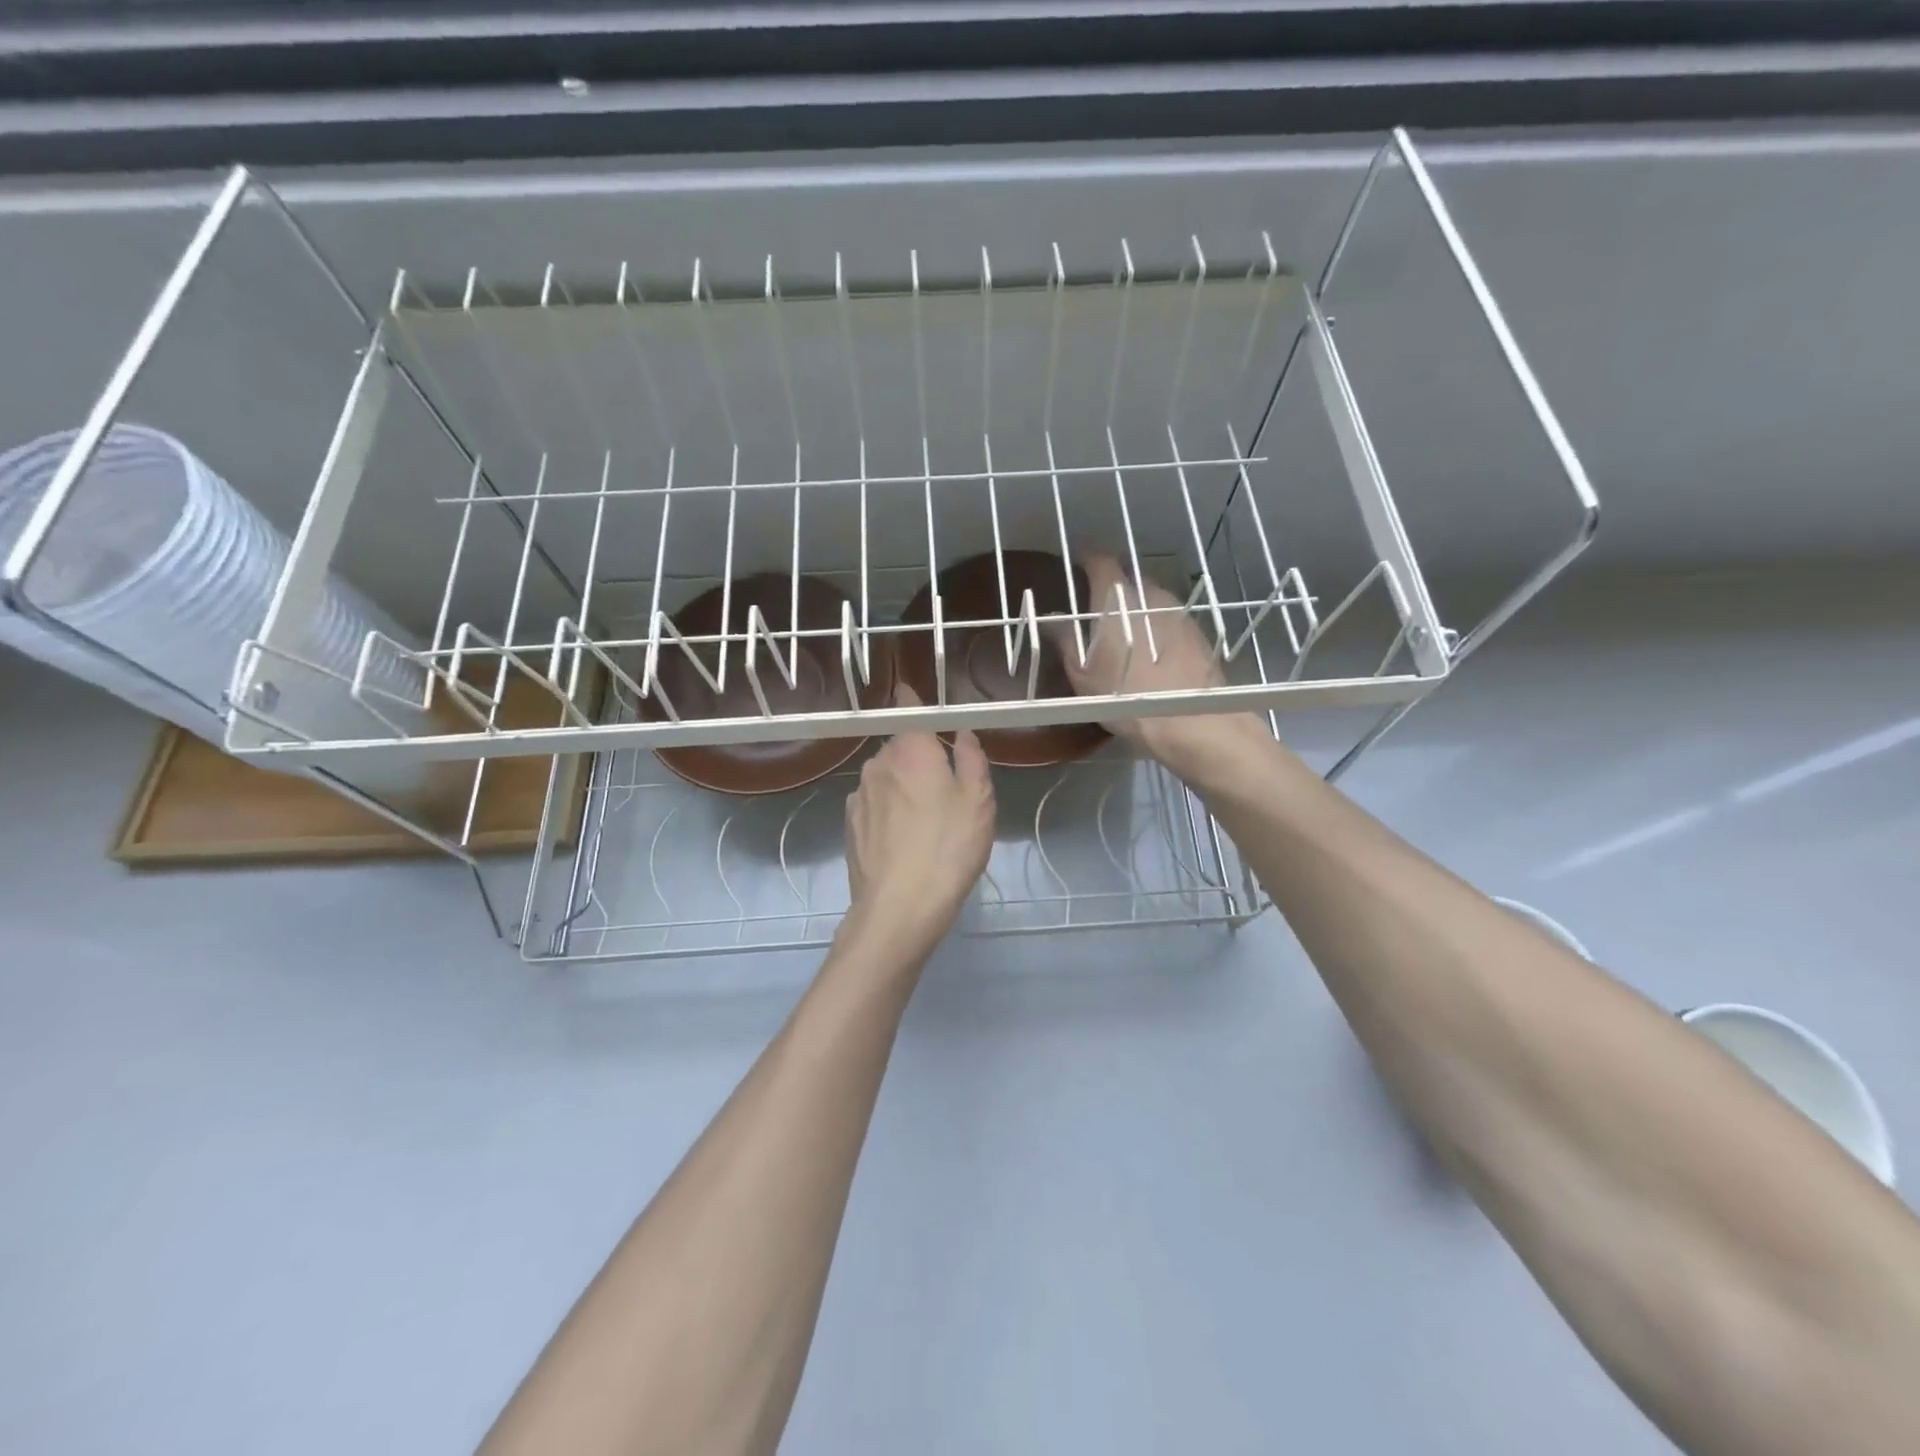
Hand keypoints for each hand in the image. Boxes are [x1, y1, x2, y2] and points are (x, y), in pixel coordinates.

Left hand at [843, 688, 995, 954]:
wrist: (899, 908)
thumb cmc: (948, 847)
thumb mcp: (978, 801)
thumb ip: (971, 759)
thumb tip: (962, 733)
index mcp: (910, 749)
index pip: (907, 706)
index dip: (912, 698)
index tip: (917, 695)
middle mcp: (878, 763)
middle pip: (899, 746)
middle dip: (918, 756)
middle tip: (946, 786)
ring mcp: (858, 795)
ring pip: (885, 777)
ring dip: (903, 786)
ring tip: (926, 820)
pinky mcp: (849, 825)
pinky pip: (873, 804)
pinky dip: (888, 811)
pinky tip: (903, 839)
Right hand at [1059, 554, 1264, 771]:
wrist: (1192, 721)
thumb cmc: (1127, 697)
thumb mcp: (1083, 674)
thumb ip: (1065, 640)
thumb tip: (1053, 618)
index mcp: (1117, 598)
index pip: (1100, 561)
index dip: (1085, 560)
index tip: (1076, 567)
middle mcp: (1150, 594)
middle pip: (1128, 580)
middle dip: (1112, 591)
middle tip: (1096, 614)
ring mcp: (1179, 611)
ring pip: (1151, 600)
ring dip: (1137, 610)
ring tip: (1126, 637)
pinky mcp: (1198, 632)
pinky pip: (1169, 620)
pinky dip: (1157, 628)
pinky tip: (1152, 655)